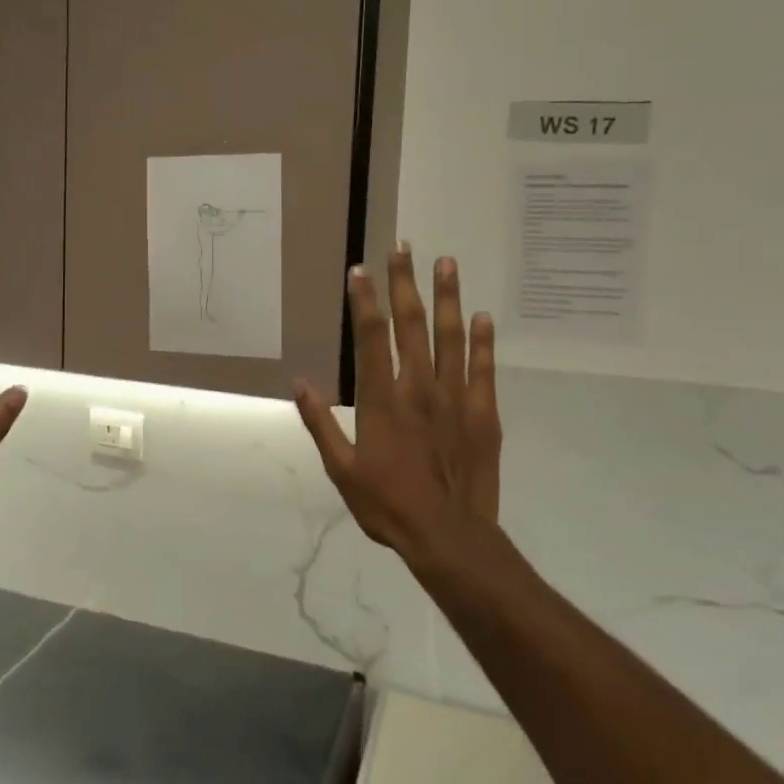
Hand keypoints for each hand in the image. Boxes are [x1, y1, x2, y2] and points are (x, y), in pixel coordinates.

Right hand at [293, 246, 500, 561]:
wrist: (448, 536)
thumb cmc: (387, 505)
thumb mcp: (341, 469)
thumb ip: (321, 423)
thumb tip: (299, 383)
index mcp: (382, 400)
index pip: (372, 336)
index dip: (365, 300)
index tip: (361, 270)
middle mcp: (419, 388)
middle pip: (411, 324)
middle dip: (405, 283)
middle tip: (403, 248)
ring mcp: (455, 398)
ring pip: (451, 336)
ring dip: (447, 297)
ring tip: (446, 262)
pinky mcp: (483, 413)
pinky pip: (484, 368)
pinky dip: (483, 340)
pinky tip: (482, 316)